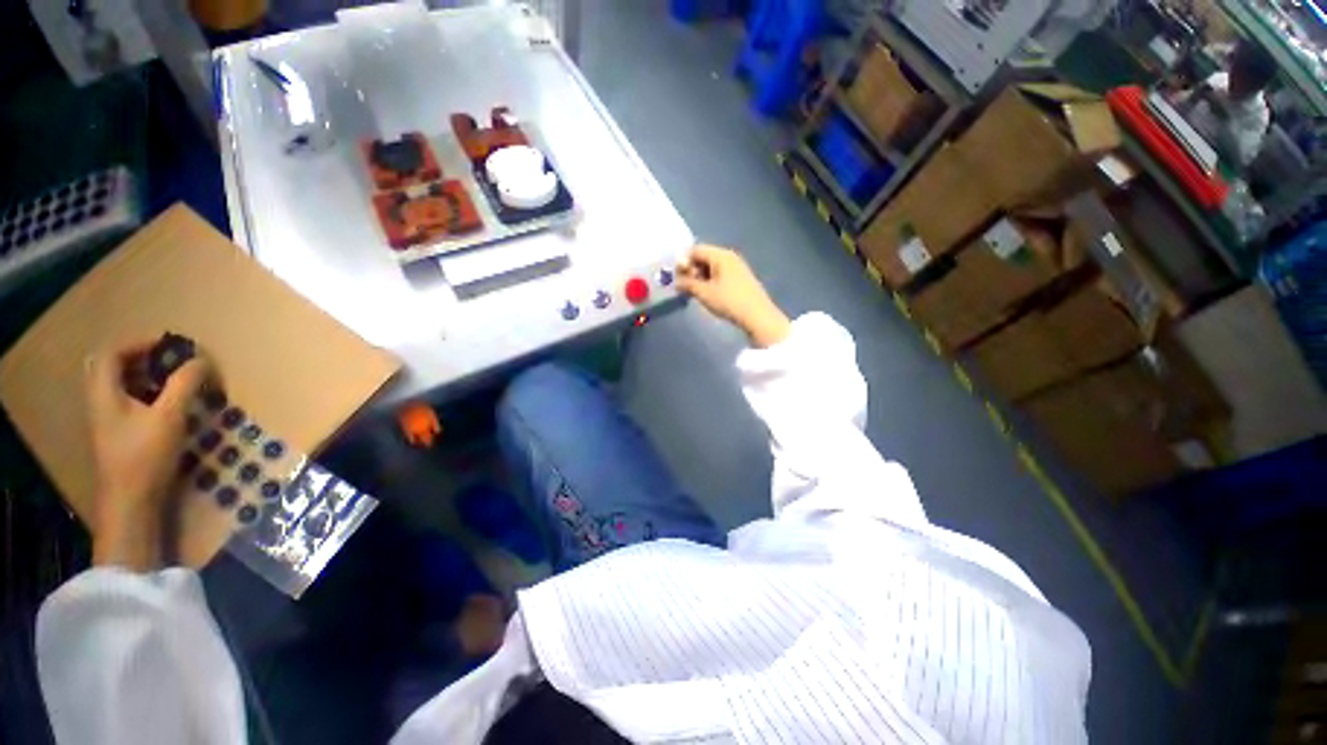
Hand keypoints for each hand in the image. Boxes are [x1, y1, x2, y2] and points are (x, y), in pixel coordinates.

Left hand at [85, 340, 208, 570]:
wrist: (130, 502)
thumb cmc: (145, 455)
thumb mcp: (169, 417)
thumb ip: (184, 385)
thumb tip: (202, 359)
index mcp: (104, 393)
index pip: (111, 353)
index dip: (137, 343)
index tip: (168, 344)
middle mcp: (100, 402)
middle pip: (110, 368)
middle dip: (138, 358)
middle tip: (166, 359)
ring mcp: (107, 421)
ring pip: (118, 387)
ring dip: (143, 376)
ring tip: (172, 379)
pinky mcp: (118, 435)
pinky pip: (127, 403)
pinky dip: (145, 395)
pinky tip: (166, 405)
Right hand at [677, 244, 790, 347]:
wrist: (757, 316)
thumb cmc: (729, 301)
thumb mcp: (704, 293)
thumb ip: (688, 284)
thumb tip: (676, 281)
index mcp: (720, 255)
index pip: (695, 250)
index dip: (683, 262)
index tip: (676, 277)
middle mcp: (729, 256)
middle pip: (704, 256)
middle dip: (691, 270)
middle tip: (684, 286)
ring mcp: (737, 267)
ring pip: (712, 266)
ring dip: (700, 277)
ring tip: (695, 292)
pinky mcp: (741, 278)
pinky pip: (720, 273)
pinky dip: (710, 281)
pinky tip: (708, 294)